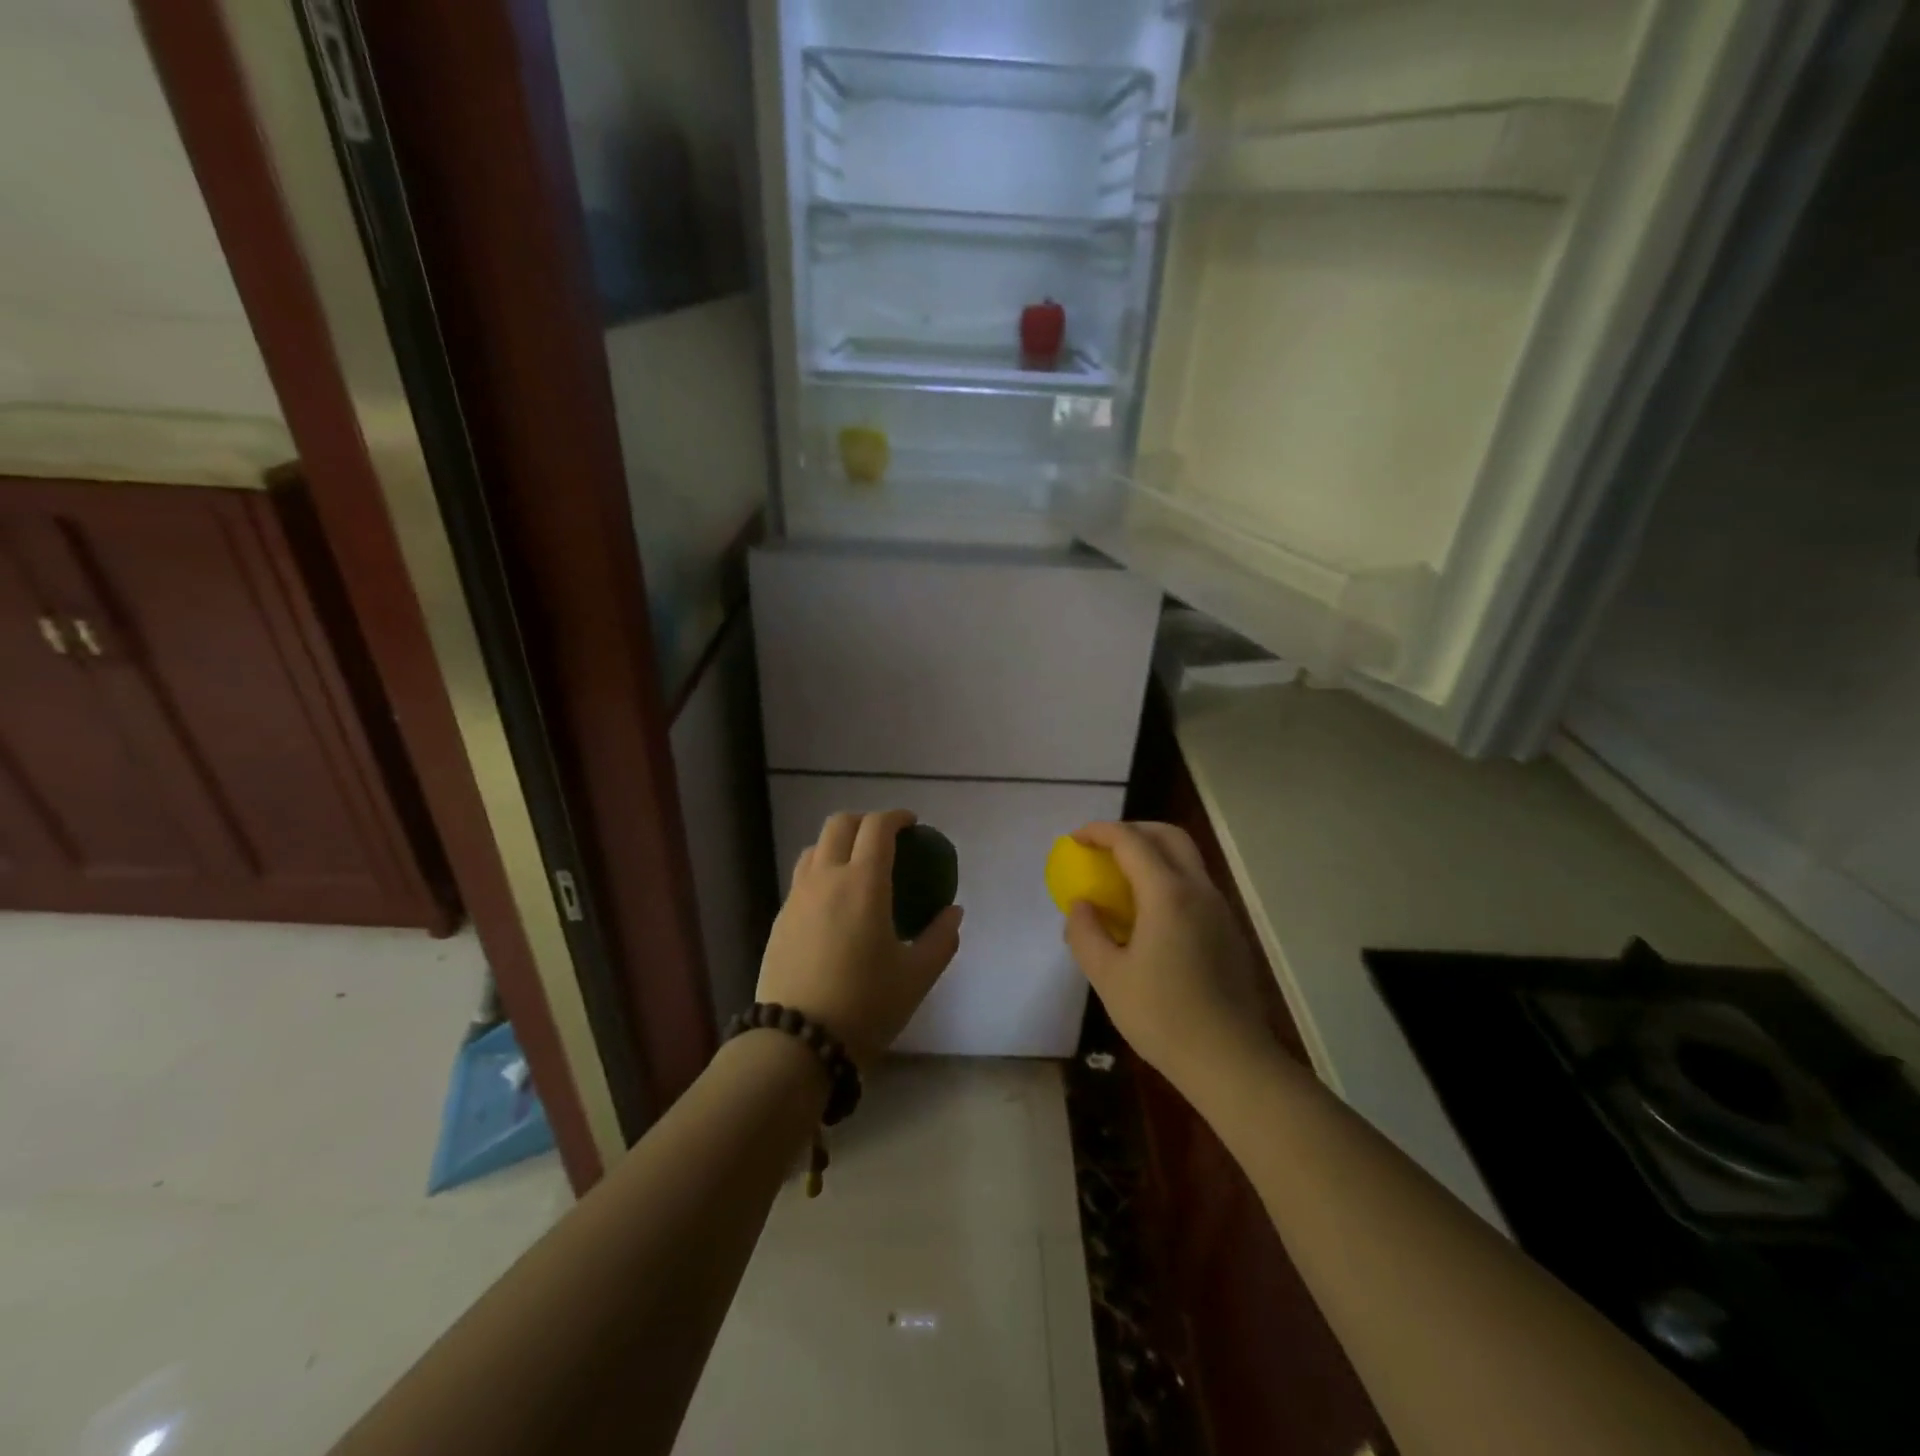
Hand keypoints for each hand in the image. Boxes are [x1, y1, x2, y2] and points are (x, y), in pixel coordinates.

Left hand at [757, 809, 962, 1068]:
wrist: (797, 1042)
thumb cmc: (865, 1005)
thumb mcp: (917, 976)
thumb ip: (941, 938)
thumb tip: (953, 912)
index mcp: (862, 883)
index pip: (877, 827)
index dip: (896, 817)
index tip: (913, 825)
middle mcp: (826, 878)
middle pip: (839, 824)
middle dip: (865, 821)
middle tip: (885, 840)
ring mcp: (797, 897)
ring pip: (814, 848)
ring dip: (838, 844)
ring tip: (857, 868)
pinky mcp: (780, 919)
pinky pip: (802, 878)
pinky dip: (822, 872)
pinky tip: (835, 904)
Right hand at [1062, 821, 1269, 1099]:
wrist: (1231, 1060)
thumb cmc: (1163, 1017)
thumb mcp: (1107, 977)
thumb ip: (1086, 933)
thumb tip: (1081, 905)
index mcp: (1167, 894)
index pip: (1131, 841)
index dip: (1100, 832)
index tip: (1075, 839)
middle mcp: (1199, 890)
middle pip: (1168, 836)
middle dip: (1132, 831)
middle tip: (1102, 849)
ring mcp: (1220, 910)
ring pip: (1187, 859)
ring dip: (1152, 854)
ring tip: (1122, 880)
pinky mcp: (1229, 931)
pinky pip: (1195, 885)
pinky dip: (1168, 878)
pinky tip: (1150, 915)